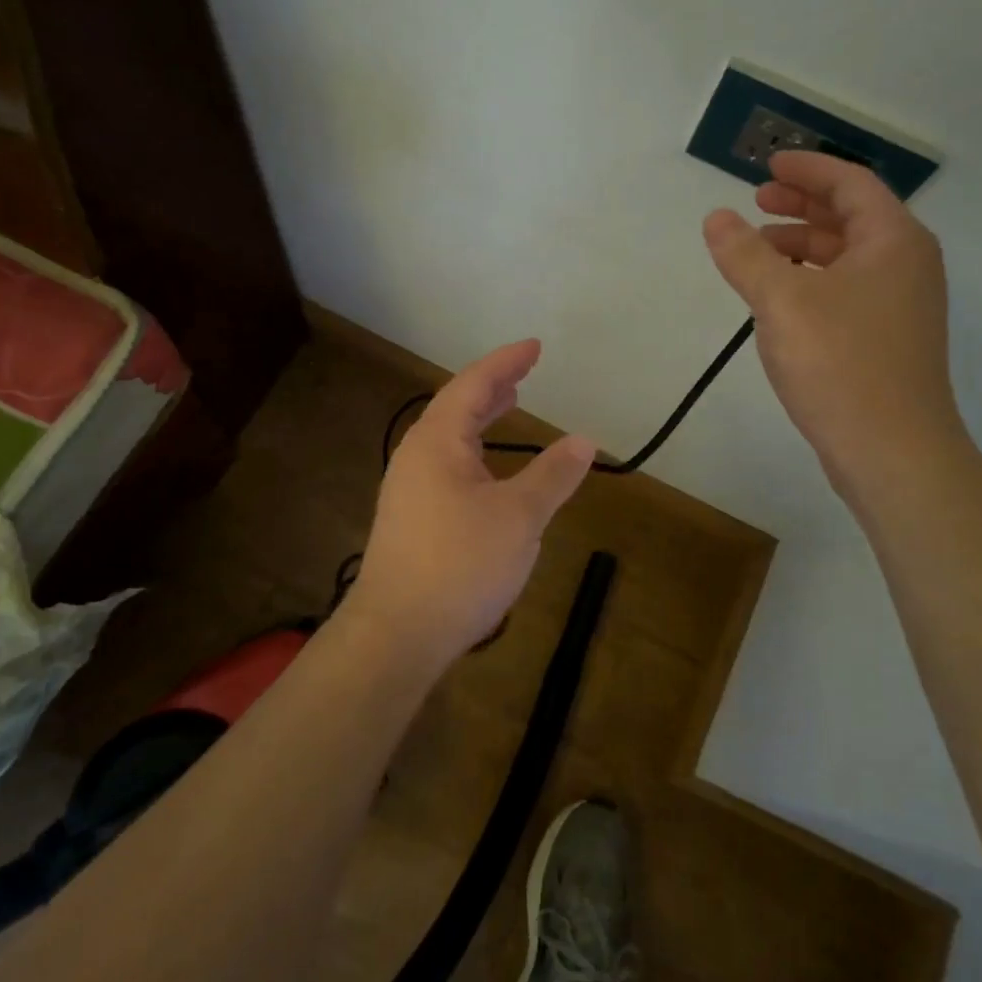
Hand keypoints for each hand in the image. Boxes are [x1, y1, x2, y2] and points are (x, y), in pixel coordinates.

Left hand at [349, 341, 595, 667]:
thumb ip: (552, 475)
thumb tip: (584, 440)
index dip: (506, 362)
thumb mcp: (519, 517)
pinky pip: (446, 465)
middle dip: (492, 387)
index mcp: (437, 441)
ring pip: (449, 439)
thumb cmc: (460, 564)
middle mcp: (416, 456)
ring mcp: (408, 488)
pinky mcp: (410, 519)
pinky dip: (473, 451)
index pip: (474, 385)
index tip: (535, 347)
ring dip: (480, 419)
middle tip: (523, 373)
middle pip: (456, 407)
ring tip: (509, 406)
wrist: (397, 634)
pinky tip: (489, 471)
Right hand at [704, 151, 966, 500]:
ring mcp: (900, 305)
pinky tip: (780, 298)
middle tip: (757, 201)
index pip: (851, 184)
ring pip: (847, 257)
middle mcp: (906, 265)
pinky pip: (846, 289)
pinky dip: (811, 279)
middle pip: (851, 217)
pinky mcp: (887, 340)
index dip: (807, 170)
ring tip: (757, 252)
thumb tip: (717, 217)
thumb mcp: (782, 301)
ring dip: (802, 245)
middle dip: (802, 206)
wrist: (892, 450)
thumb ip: (745, 255)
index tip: (768, 166)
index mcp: (893, 241)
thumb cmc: (841, 363)